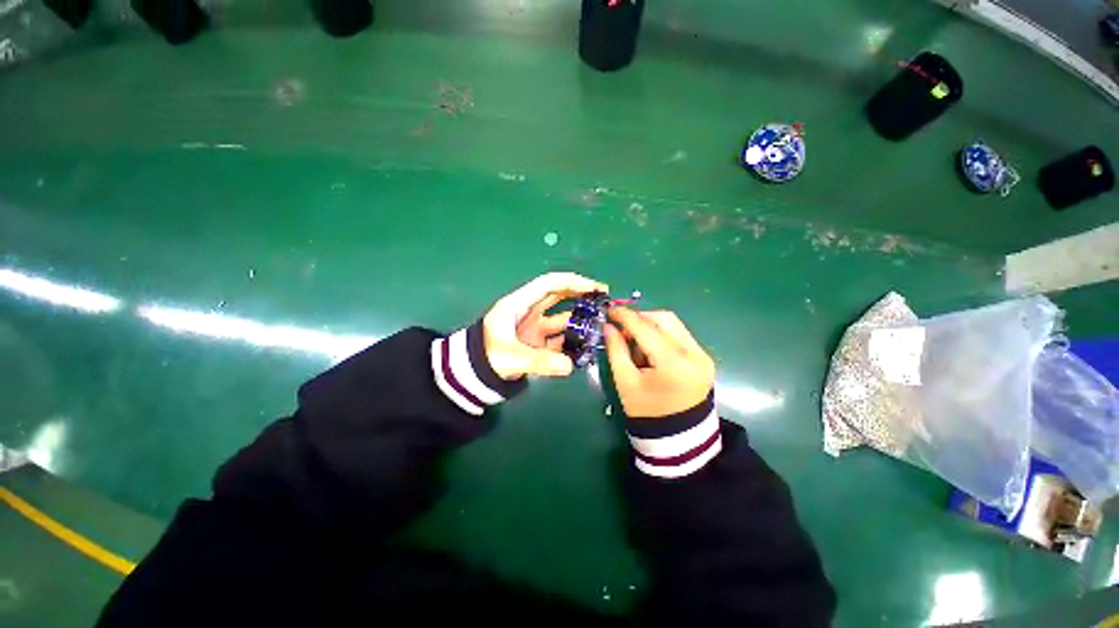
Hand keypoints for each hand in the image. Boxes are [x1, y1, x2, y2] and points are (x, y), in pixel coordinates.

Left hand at [483, 272, 608, 379]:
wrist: (472, 376)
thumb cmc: (484, 358)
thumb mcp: (510, 358)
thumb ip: (539, 361)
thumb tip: (570, 366)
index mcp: (519, 305)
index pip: (548, 285)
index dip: (572, 282)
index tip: (594, 287)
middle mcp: (529, 313)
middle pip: (558, 297)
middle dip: (580, 295)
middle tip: (604, 300)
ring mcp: (534, 329)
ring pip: (561, 320)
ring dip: (578, 322)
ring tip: (599, 327)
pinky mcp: (537, 344)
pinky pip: (559, 339)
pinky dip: (571, 342)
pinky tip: (586, 346)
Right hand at [604, 308, 714, 417]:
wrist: (678, 436)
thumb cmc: (646, 412)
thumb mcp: (625, 381)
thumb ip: (616, 350)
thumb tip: (608, 326)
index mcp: (673, 364)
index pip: (646, 328)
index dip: (625, 316)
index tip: (608, 310)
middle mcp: (694, 354)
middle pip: (664, 319)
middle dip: (639, 319)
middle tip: (621, 328)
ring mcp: (703, 355)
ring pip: (673, 324)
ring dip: (650, 325)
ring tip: (635, 342)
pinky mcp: (704, 357)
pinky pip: (679, 335)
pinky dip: (661, 335)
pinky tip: (650, 348)